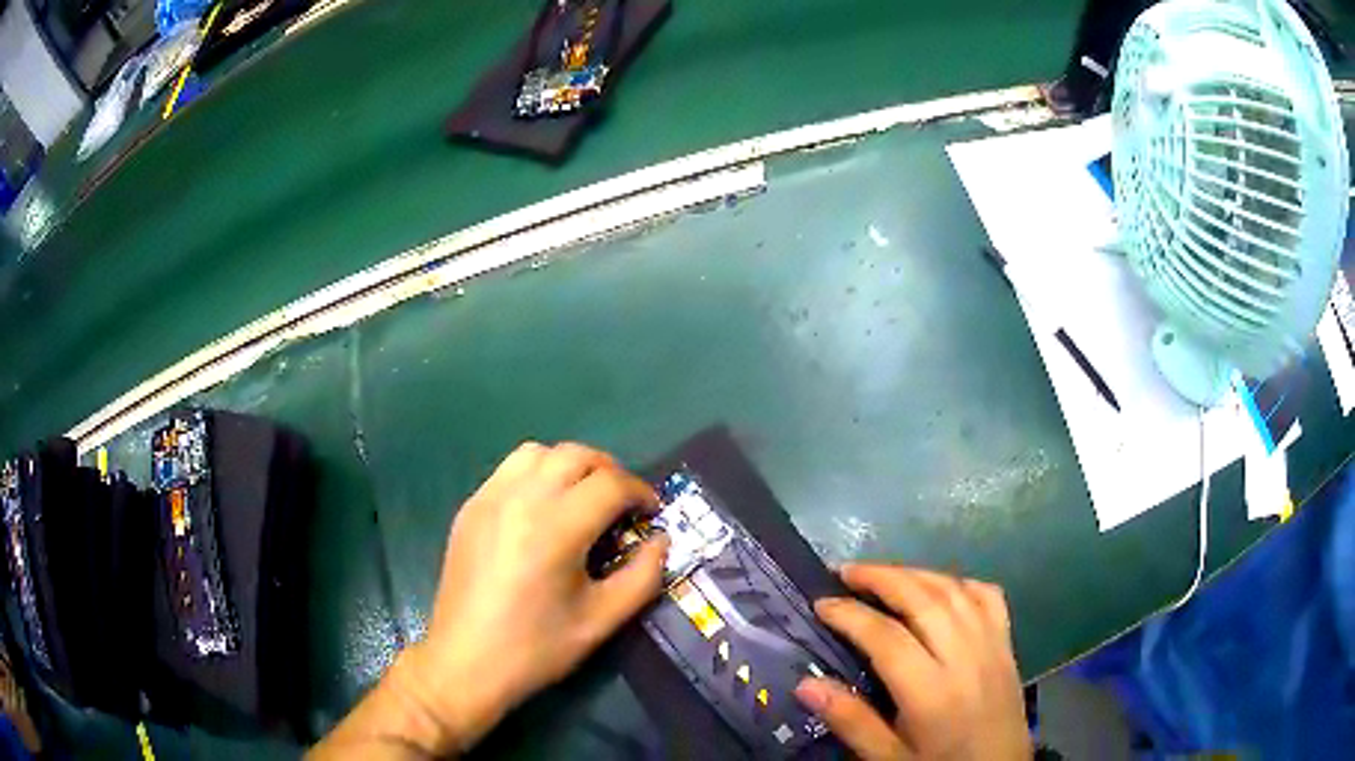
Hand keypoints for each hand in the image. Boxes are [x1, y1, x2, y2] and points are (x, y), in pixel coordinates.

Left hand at [312, 442, 667, 758]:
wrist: (466, 661)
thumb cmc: (536, 648)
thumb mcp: (602, 621)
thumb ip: (643, 576)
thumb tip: (660, 540)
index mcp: (555, 528)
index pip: (610, 484)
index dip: (640, 493)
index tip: (652, 514)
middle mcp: (520, 499)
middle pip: (576, 455)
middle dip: (610, 472)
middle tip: (623, 504)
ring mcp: (489, 499)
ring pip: (539, 453)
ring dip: (571, 465)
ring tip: (583, 498)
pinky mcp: (470, 508)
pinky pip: (509, 469)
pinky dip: (537, 473)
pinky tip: (543, 509)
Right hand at [794, 565, 1029, 760]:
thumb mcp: (888, 758)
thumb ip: (851, 721)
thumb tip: (806, 684)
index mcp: (931, 693)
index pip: (886, 638)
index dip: (850, 615)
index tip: (821, 603)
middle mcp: (964, 658)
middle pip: (923, 600)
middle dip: (881, 578)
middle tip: (846, 572)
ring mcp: (991, 645)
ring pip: (954, 591)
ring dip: (916, 573)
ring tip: (883, 574)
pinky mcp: (1007, 643)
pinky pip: (987, 596)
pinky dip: (960, 583)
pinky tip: (940, 588)